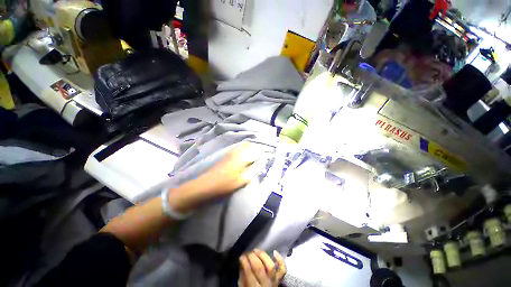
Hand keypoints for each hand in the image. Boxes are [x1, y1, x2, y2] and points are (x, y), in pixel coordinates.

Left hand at [198, 142, 267, 195]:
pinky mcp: (229, 153)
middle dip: (260, 150)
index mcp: (243, 155)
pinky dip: (248, 149)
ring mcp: (233, 150)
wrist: (207, 184)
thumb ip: (255, 168)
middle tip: (264, 158)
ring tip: (257, 157)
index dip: (265, 153)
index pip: (258, 150)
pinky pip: (241, 147)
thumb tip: (263, 161)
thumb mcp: (243, 179)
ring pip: (247, 145)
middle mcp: (238, 150)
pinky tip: (248, 156)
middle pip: (253, 145)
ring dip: (254, 149)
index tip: (269, 158)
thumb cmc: (226, 184)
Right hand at [239, 249, 285, 286]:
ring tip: (256, 250)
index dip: (244, 261)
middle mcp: (266, 284)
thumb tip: (241, 262)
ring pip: (270, 265)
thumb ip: (242, 277)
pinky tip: (274, 251)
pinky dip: (280, 259)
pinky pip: (282, 269)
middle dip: (252, 257)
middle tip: (247, 252)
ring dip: (262, 255)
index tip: (241, 255)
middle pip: (259, 267)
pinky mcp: (279, 279)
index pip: (249, 272)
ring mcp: (274, 281)